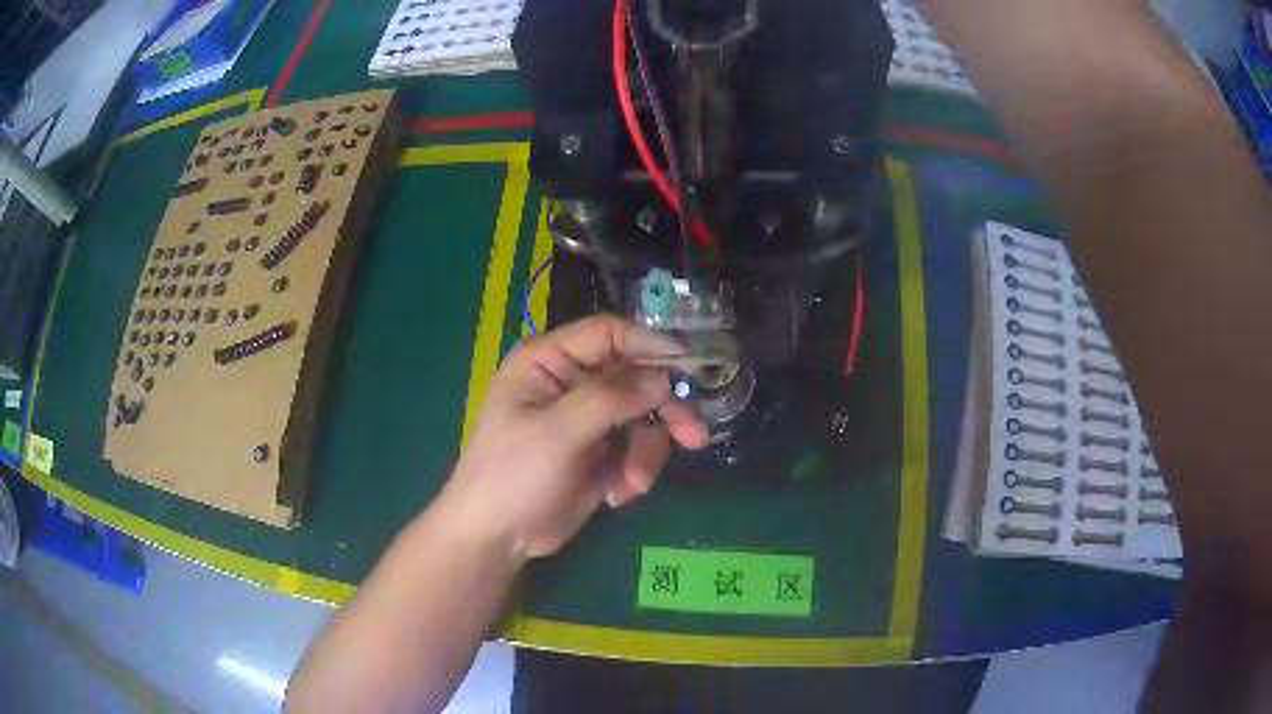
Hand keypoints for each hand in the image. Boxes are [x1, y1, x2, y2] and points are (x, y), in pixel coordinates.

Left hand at [434, 314, 708, 560]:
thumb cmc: (512, 476)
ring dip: (646, 452)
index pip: (609, 334)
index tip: (689, 364)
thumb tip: (663, 378)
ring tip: (632, 484)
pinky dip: (635, 472)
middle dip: (664, 409)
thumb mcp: (557, 434)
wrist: (497, 539)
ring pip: (644, 418)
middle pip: (636, 377)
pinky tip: (615, 496)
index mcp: (549, 361)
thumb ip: (610, 399)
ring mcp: (587, 419)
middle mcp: (571, 382)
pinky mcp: (599, 453)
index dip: (650, 344)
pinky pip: (637, 450)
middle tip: (694, 435)